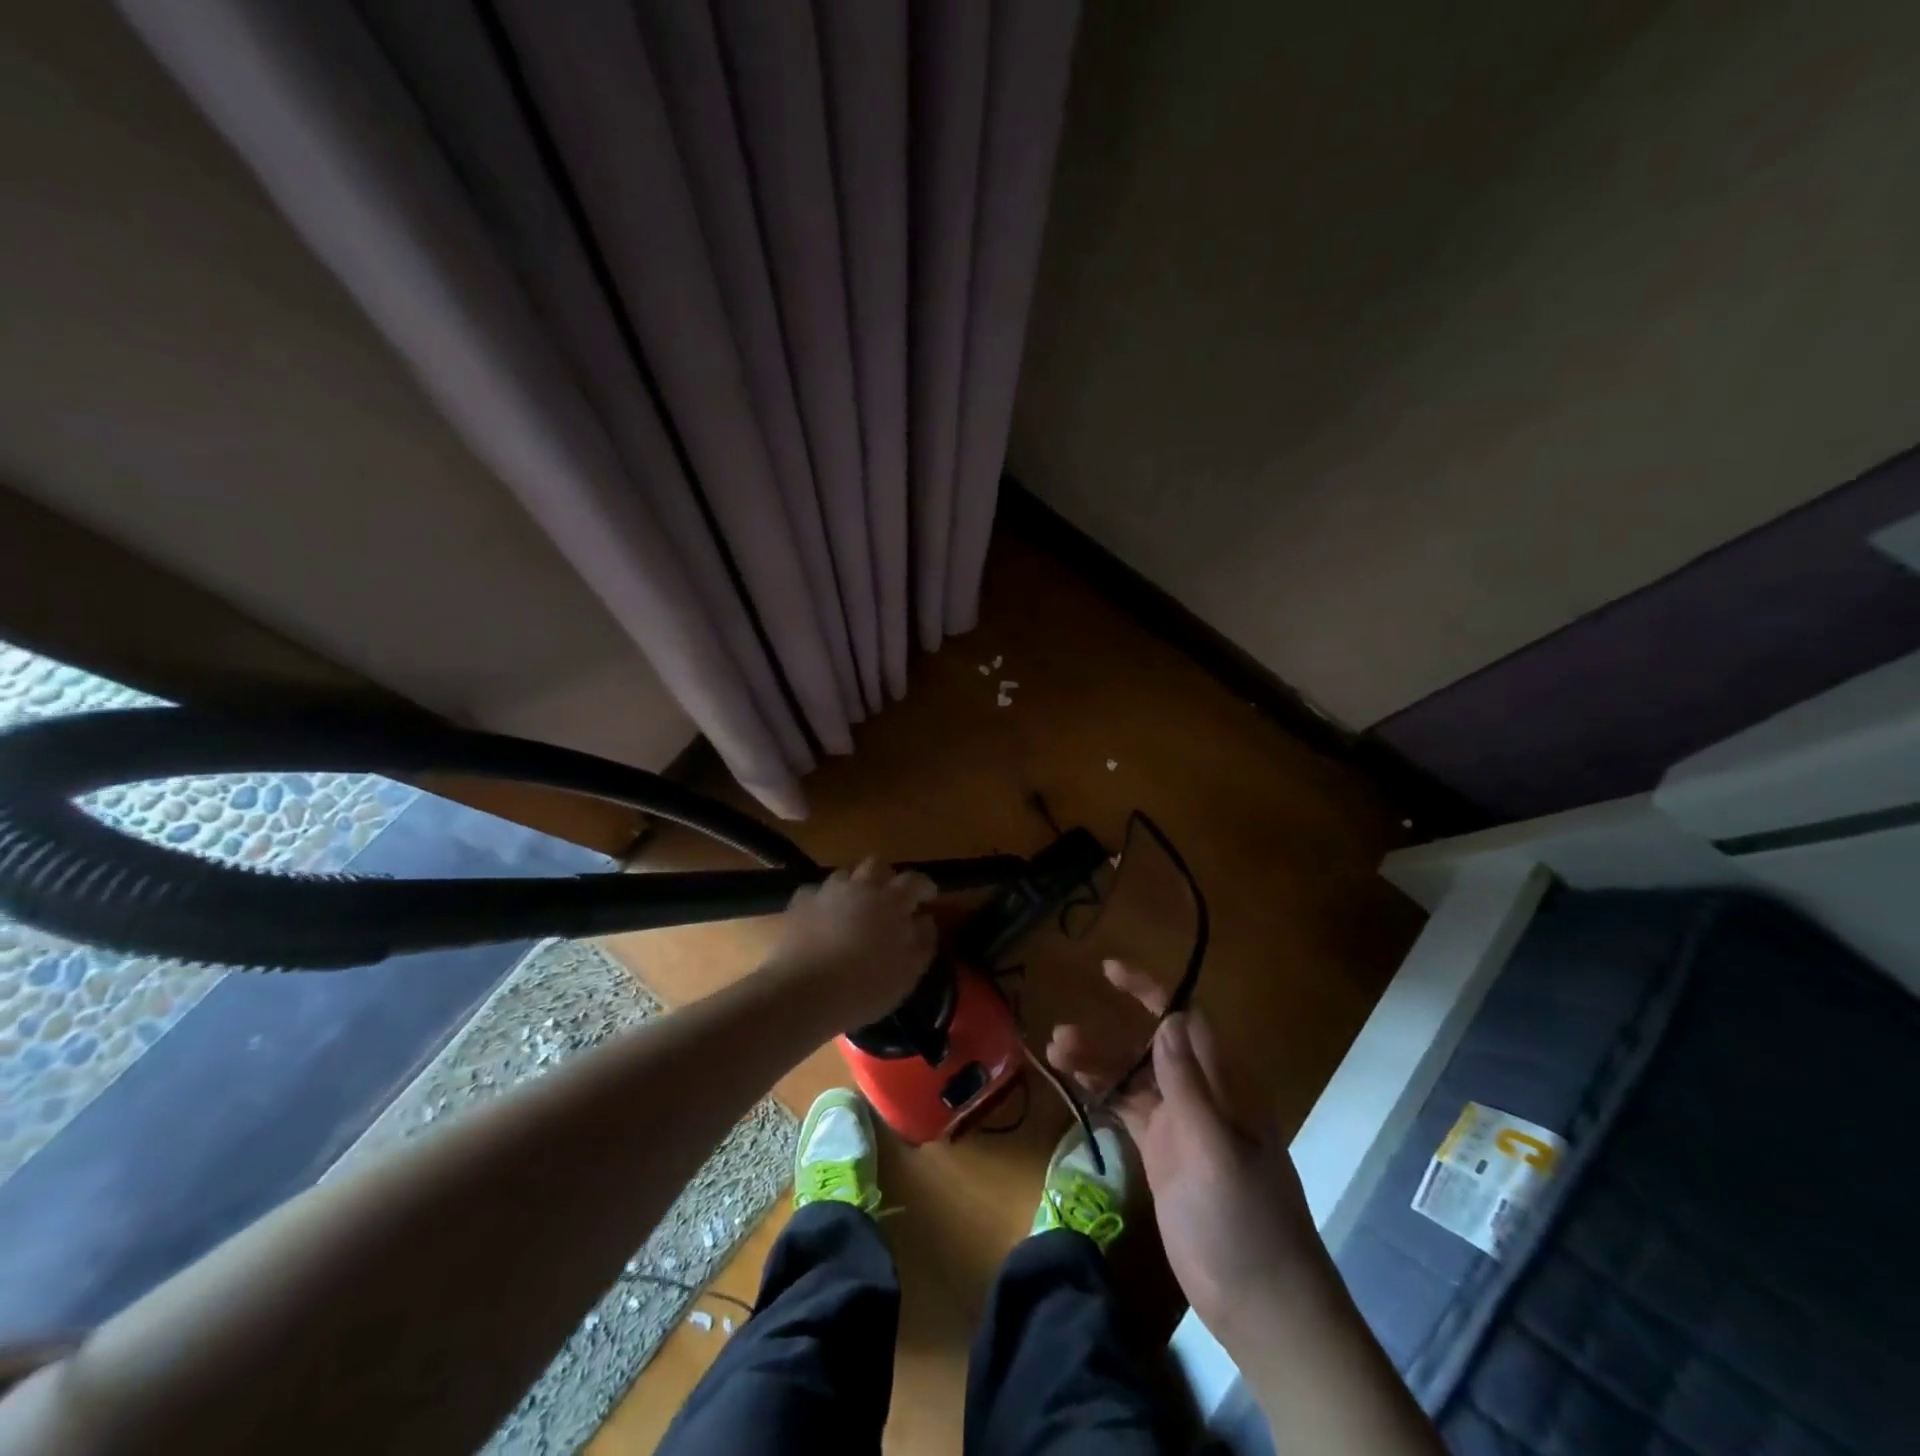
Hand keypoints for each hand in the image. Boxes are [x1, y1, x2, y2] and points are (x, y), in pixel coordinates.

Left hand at [766, 858, 938, 1028]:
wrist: (803, 993)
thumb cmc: (864, 987)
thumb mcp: (908, 973)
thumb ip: (923, 942)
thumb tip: (925, 921)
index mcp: (891, 902)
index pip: (914, 881)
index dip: (925, 886)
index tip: (929, 898)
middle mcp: (860, 888)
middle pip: (877, 865)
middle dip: (887, 877)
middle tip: (890, 899)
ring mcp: (827, 892)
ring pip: (844, 874)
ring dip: (854, 886)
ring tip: (854, 909)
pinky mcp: (799, 904)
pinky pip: (814, 893)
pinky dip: (822, 902)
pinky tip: (821, 919)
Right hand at [1047, 960, 1327, 1343]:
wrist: (1261, 1304)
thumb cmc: (1246, 1221)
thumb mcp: (1217, 1149)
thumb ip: (1189, 1085)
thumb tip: (1169, 1019)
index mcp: (1224, 1085)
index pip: (1182, 1021)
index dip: (1149, 992)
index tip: (1109, 970)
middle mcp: (1200, 1095)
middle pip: (1149, 1047)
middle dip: (1108, 1035)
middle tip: (1061, 1034)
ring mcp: (1179, 1126)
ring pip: (1132, 1078)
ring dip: (1097, 1063)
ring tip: (1054, 1056)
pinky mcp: (1162, 1154)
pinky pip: (1127, 1109)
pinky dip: (1101, 1093)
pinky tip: (1073, 1084)